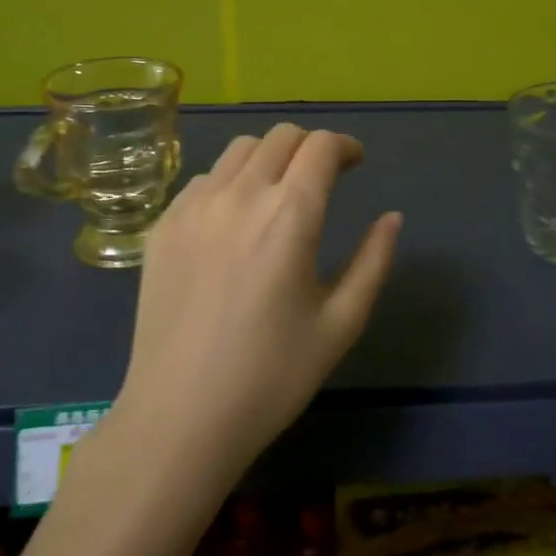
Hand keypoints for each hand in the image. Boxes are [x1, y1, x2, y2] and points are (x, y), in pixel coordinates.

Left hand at [118, 124, 402, 475]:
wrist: (179, 419)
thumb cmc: (271, 377)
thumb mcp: (340, 323)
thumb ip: (373, 261)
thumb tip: (392, 217)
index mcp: (290, 216)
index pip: (320, 146)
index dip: (345, 146)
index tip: (356, 163)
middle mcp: (239, 196)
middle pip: (281, 136)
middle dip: (310, 146)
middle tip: (323, 177)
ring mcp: (193, 207)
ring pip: (239, 150)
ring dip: (270, 157)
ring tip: (278, 192)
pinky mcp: (163, 226)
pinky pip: (203, 179)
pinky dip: (230, 181)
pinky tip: (235, 220)